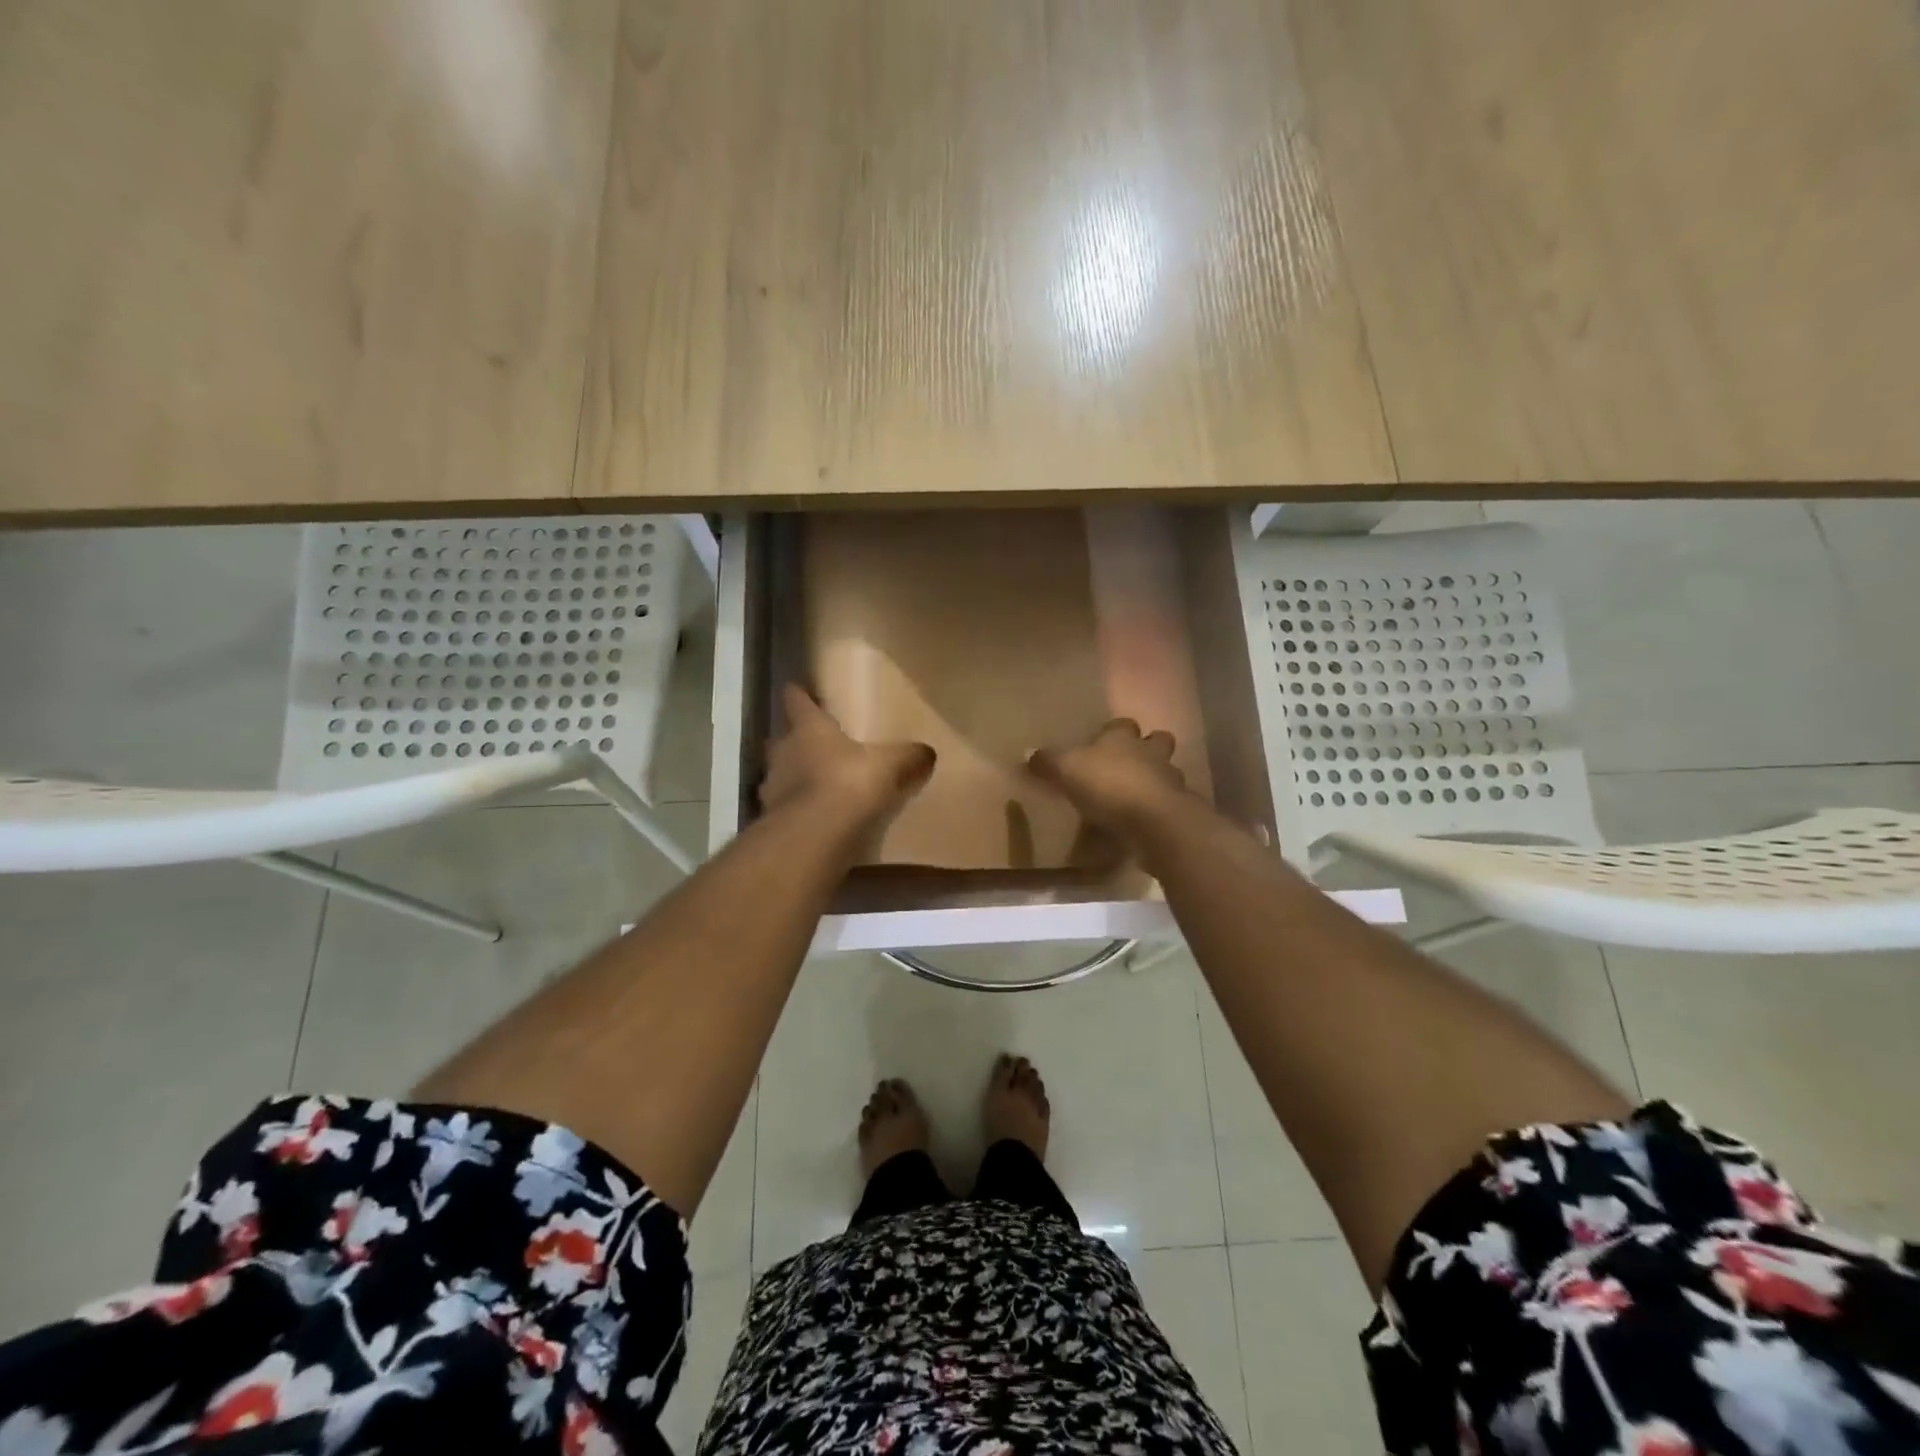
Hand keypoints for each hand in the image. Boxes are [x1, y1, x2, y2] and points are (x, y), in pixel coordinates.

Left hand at [760, 684, 935, 829]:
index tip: (798, 688)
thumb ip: (907, 756)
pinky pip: (786, 807)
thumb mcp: (889, 765)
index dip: (798, 694)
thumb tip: (928, 752)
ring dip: (795, 777)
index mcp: (809, 728)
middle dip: (796, 739)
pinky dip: (798, 809)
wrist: (813, 834)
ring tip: (818, 785)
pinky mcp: (773, 817)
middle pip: (784, 738)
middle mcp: (784, 751)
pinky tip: (817, 817)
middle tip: (816, 744)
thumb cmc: (848, 782)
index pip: (795, 700)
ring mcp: (772, 786)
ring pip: (781, 773)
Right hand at [1028, 718, 1189, 844]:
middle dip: (1148, 747)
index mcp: (1122, 738)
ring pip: (1167, 772)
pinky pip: (1167, 804)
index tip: (1102, 739)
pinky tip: (1141, 821)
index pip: (1122, 724)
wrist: (1153, 820)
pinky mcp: (1177, 809)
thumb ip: (1048, 762)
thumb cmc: (1107, 784)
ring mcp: (1169, 781)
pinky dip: (1156, 810)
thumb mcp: (1066, 770)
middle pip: (1157, 741)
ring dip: (1155, 779)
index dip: (1114, 730)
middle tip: (1130, 762)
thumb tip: (1028, 752)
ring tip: (1136, 795)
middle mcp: (1150, 753)